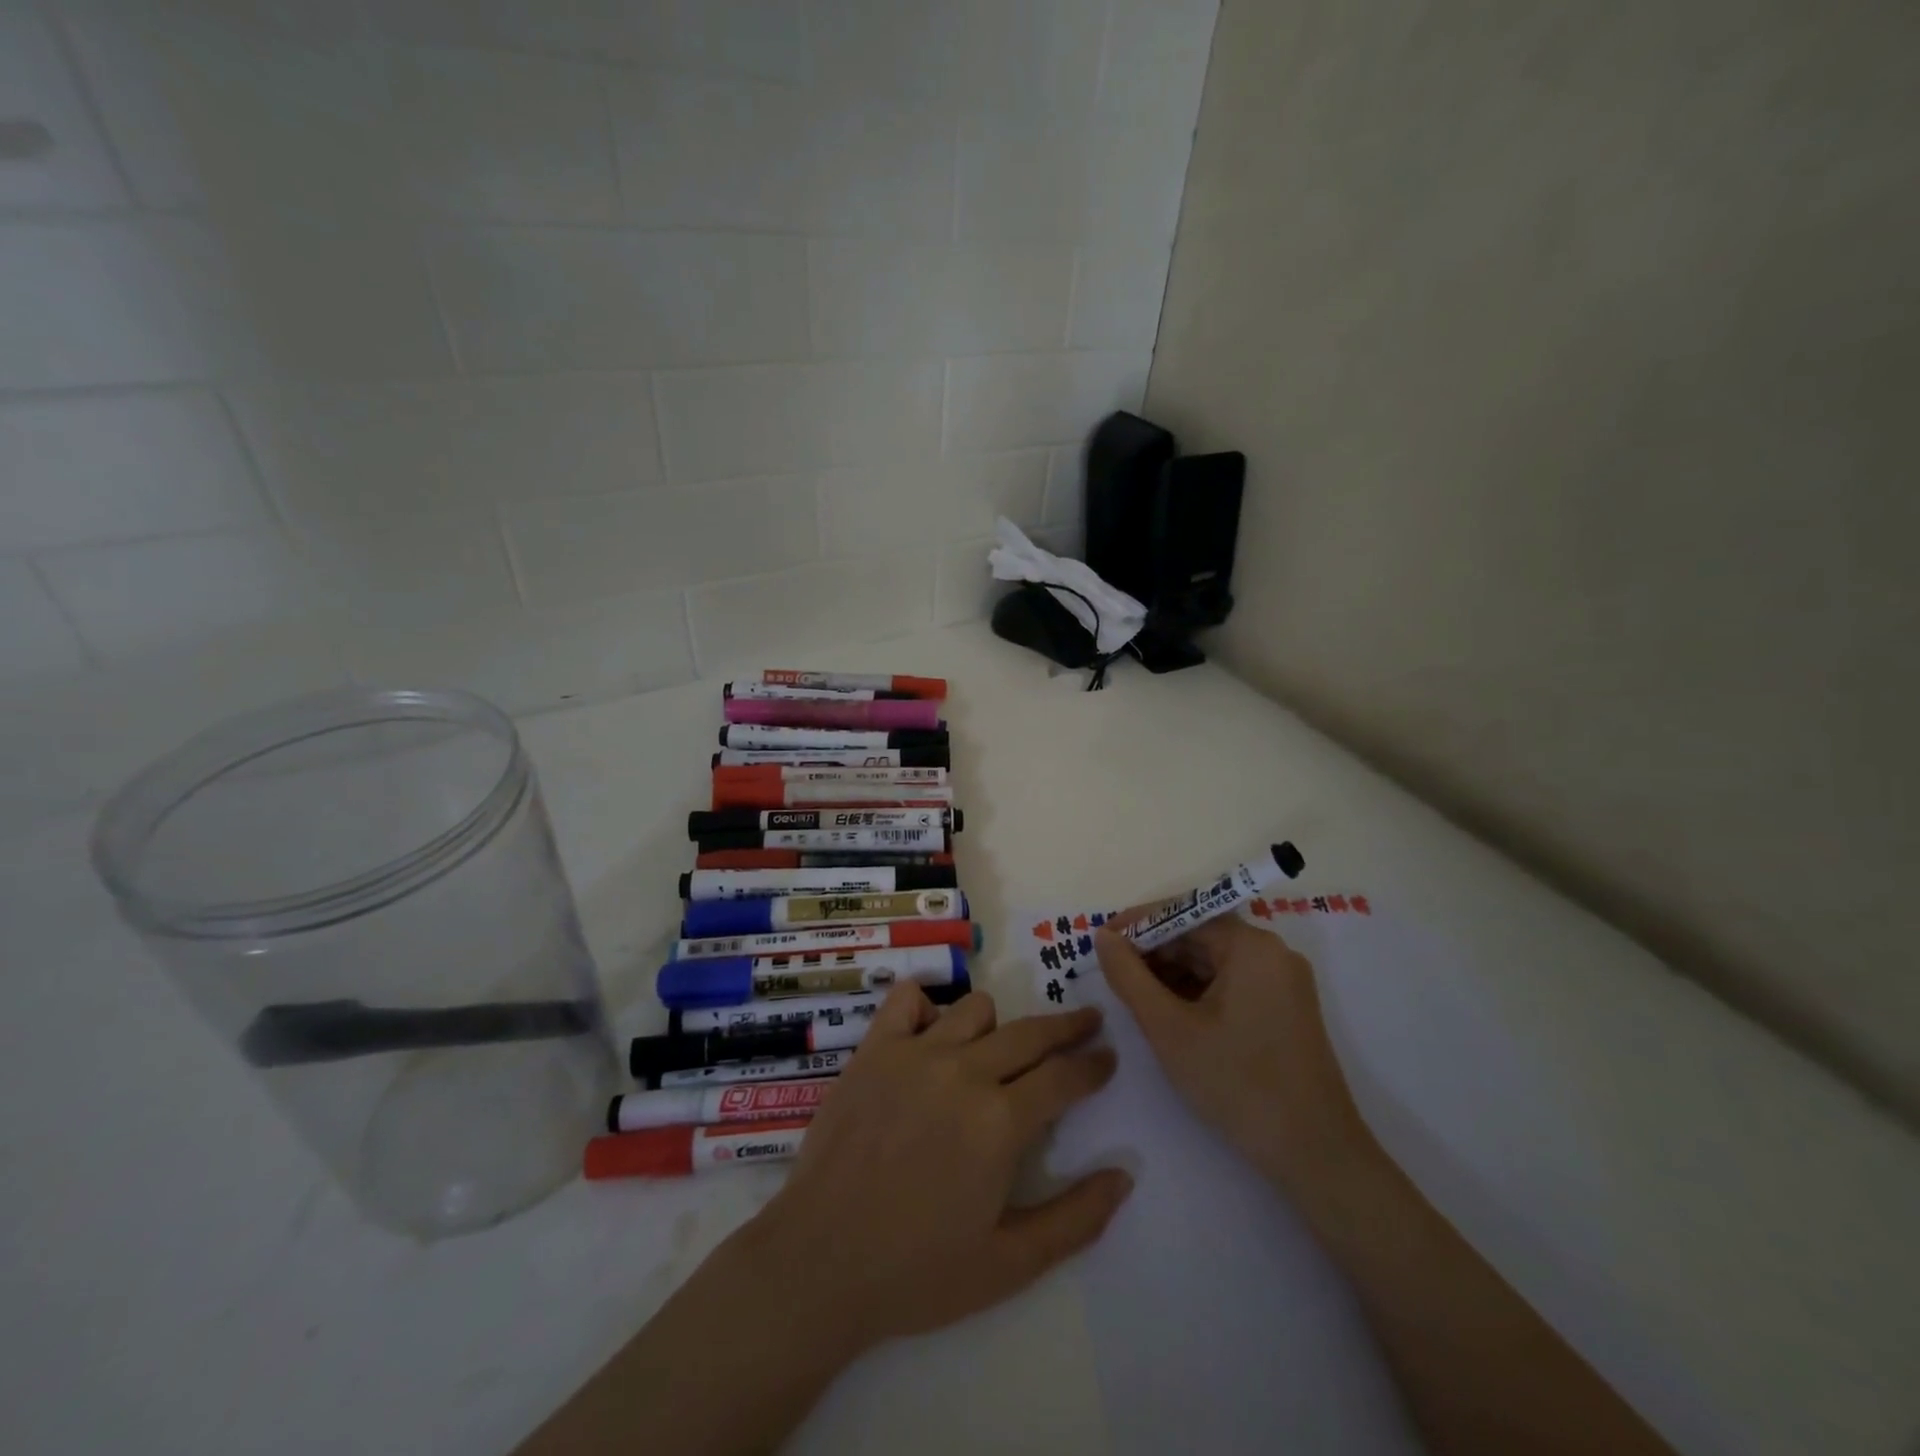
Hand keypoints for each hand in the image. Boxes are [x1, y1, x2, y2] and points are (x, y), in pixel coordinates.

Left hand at [733, 984, 1131, 1359]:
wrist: (819, 1263)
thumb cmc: (917, 1273)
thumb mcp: (1009, 1264)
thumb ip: (1075, 1219)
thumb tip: (1124, 1175)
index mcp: (1000, 1122)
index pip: (1064, 1076)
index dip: (1094, 1065)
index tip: (1108, 1056)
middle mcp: (963, 1072)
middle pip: (1031, 1032)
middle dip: (1068, 1027)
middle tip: (1087, 1024)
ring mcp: (915, 1053)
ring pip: (976, 1009)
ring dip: (997, 1027)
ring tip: (997, 1052)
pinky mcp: (874, 1049)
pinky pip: (909, 999)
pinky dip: (927, 1008)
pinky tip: (931, 1035)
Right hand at [1094, 914, 1365, 1188]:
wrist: (1316, 1155)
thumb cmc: (1237, 1083)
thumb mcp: (1168, 1028)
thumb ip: (1129, 976)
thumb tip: (1103, 936)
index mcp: (1251, 946)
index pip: (1183, 914)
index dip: (1137, 926)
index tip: (1100, 943)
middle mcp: (1273, 953)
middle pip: (1200, 935)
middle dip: (1154, 952)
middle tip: (1113, 975)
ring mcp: (1284, 982)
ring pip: (1215, 961)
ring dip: (1173, 973)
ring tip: (1136, 998)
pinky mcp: (1287, 1009)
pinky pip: (1233, 983)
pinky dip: (1198, 992)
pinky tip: (1172, 1015)